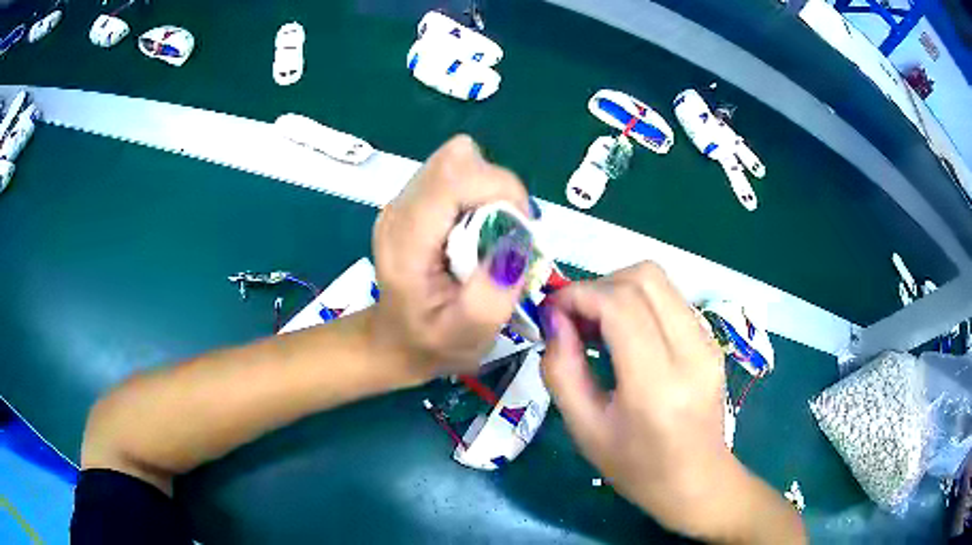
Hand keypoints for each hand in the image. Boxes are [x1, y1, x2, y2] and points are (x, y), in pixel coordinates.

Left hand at [372, 135, 529, 378]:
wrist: (396, 340)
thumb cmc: (432, 342)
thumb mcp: (468, 334)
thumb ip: (492, 294)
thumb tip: (516, 241)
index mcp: (406, 239)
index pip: (455, 176)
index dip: (501, 189)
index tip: (521, 228)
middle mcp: (400, 208)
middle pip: (459, 159)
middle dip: (498, 189)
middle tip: (506, 235)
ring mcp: (404, 200)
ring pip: (461, 162)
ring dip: (490, 192)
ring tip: (490, 237)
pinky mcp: (414, 199)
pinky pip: (458, 174)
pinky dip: (479, 195)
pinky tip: (475, 231)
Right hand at [541, 263, 804, 541]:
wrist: (697, 481)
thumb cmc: (637, 468)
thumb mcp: (585, 429)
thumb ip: (562, 370)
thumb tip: (554, 319)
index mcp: (656, 384)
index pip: (620, 305)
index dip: (578, 294)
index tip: (552, 310)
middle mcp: (691, 352)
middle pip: (644, 278)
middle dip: (598, 286)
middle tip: (573, 318)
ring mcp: (707, 341)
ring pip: (659, 281)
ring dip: (618, 290)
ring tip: (596, 325)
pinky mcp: (711, 340)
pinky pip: (670, 299)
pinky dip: (638, 302)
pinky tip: (623, 334)